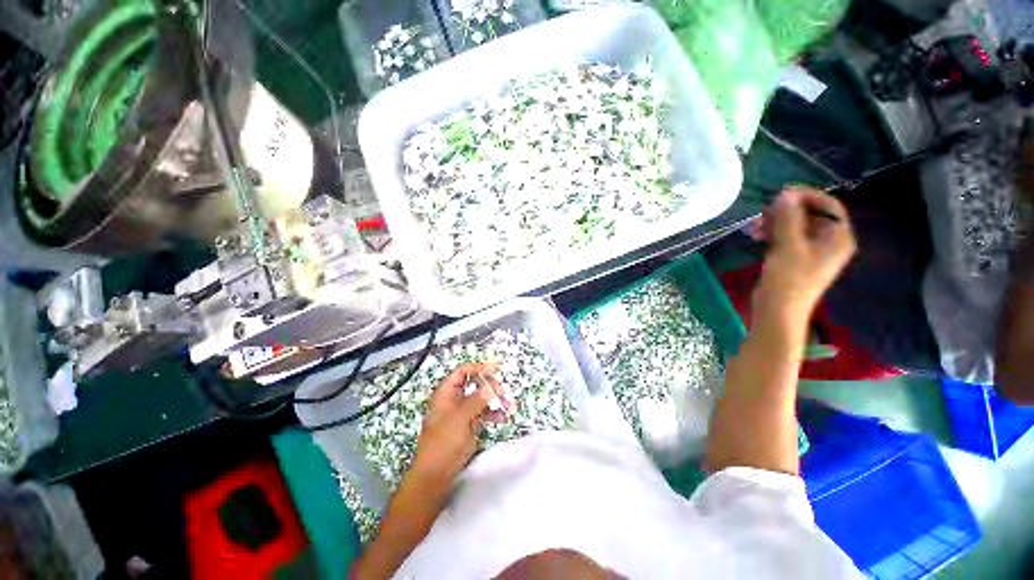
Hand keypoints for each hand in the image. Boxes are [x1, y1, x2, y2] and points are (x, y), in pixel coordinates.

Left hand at [412, 363, 514, 481]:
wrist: (436, 473)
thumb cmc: (443, 442)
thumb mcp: (460, 418)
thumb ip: (476, 400)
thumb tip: (491, 387)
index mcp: (446, 393)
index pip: (463, 372)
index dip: (479, 368)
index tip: (496, 368)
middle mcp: (455, 399)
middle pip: (475, 384)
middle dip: (491, 385)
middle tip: (504, 391)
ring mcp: (462, 411)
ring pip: (481, 398)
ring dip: (496, 400)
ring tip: (509, 405)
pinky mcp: (469, 424)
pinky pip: (484, 412)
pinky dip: (494, 412)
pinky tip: (504, 416)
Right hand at [752, 188, 855, 315]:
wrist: (777, 310)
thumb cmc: (788, 278)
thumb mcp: (788, 245)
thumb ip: (788, 218)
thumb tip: (785, 194)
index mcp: (838, 237)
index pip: (828, 206)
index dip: (807, 197)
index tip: (781, 194)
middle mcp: (828, 241)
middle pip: (810, 215)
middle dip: (785, 212)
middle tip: (762, 213)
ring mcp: (811, 251)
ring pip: (794, 226)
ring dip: (774, 223)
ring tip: (753, 227)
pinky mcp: (794, 258)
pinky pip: (786, 237)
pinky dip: (771, 233)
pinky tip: (755, 235)